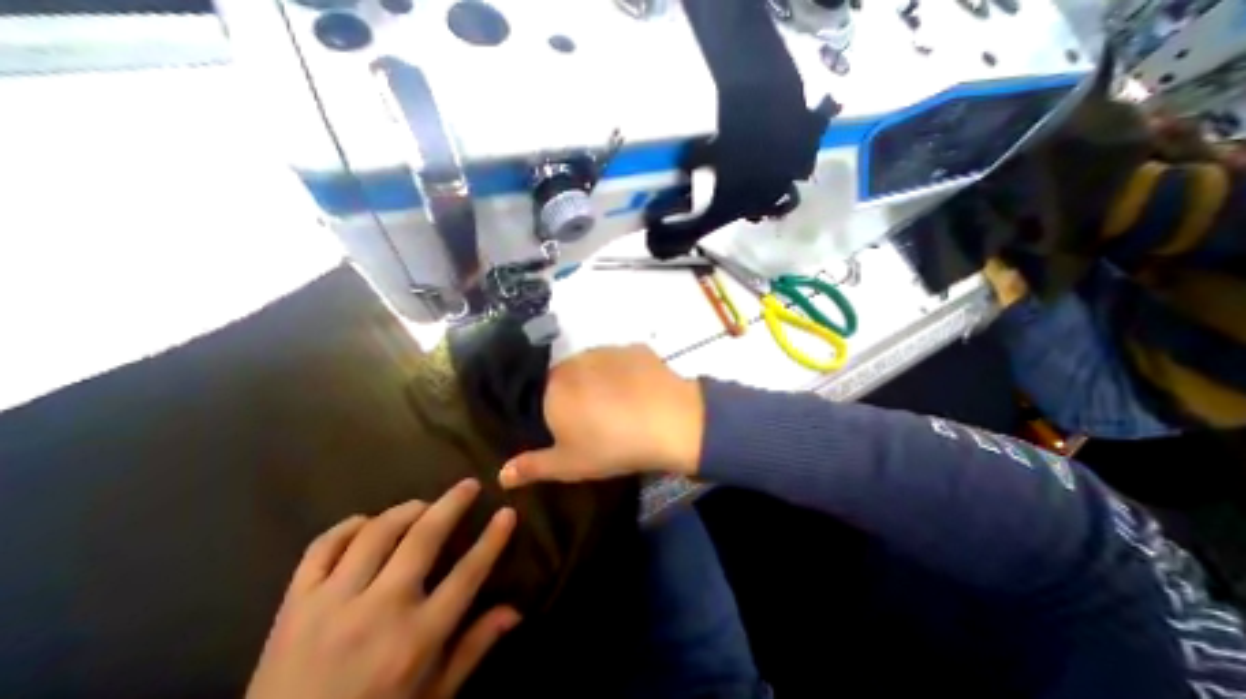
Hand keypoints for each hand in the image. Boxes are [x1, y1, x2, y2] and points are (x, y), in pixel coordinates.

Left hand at [248, 484, 520, 697]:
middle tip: (469, 485)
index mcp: (415, 640)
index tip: (508, 511)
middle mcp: (377, 612)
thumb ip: (473, 649)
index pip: (468, 573)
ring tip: (423, 506)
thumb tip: (515, 611)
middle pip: (424, 538)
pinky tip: (366, 525)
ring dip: (407, 509)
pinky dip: (348, 527)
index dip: (493, 538)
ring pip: (377, 532)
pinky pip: (321, 548)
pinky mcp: (293, 608)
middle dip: (453, 503)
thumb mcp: (431, 698)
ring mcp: (330, 606)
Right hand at [500, 347, 704, 488]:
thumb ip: (532, 466)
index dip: (555, 410)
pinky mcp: (634, 348)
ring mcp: (608, 350)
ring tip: (620, 403)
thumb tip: (500, 473)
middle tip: (597, 417)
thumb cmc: (612, 445)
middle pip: (568, 376)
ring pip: (595, 365)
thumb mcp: (569, 464)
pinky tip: (639, 390)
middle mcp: (576, 360)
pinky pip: (621, 360)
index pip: (543, 392)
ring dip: (600, 380)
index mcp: (554, 386)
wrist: (669, 421)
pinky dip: (625, 373)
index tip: (571, 426)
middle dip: (576, 393)